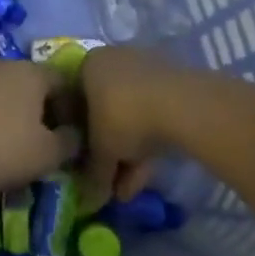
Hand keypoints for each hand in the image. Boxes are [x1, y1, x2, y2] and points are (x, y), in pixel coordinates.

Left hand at [0, 60, 76, 202]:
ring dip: (9, 111)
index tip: (68, 138)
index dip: (71, 109)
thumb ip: (70, 142)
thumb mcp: (46, 155)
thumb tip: (75, 135)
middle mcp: (1, 63)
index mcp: (30, 73)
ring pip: (0, 89)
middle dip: (39, 110)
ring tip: (7, 143)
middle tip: (39, 142)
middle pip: (31, 83)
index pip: (64, 82)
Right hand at [79, 46, 182, 210]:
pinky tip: (148, 173)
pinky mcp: (173, 84)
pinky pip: (152, 114)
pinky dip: (148, 142)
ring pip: (131, 116)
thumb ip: (92, 172)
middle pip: (104, 110)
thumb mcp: (101, 151)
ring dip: (129, 153)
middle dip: (107, 150)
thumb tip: (89, 195)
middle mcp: (114, 60)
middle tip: (108, 180)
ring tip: (129, 189)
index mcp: (88, 65)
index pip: (73, 100)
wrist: (181, 105)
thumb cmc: (123, 117)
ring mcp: (146, 69)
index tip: (81, 160)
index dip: (76, 134)